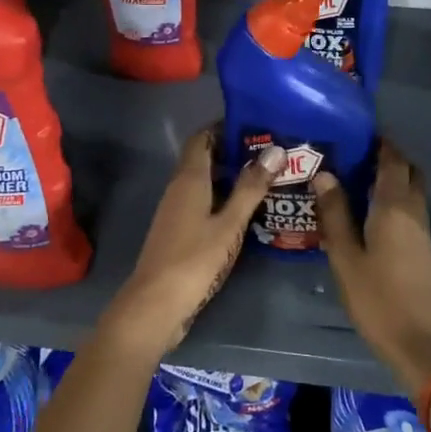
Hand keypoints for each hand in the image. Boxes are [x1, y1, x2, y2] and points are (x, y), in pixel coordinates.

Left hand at [105, 126, 281, 358]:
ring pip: (205, 182)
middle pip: (205, 159)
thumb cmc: (194, 259)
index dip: (225, 127)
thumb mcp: (229, 224)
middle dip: (235, 152)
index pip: (202, 138)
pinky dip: (223, 199)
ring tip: (267, 179)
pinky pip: (202, 203)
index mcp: (189, 179)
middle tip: (272, 154)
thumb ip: (251, 188)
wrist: (155, 305)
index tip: (256, 126)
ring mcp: (176, 211)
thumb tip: (275, 150)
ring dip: (231, 177)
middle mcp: (179, 189)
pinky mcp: (178, 232)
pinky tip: (246, 211)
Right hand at [311, 141, 430, 395]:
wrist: (415, 340)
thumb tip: (324, 174)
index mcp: (394, 207)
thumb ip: (334, 213)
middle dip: (388, 157)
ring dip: (393, 177)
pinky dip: (395, 197)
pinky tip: (370, 209)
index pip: (392, 161)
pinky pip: (411, 207)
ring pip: (412, 189)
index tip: (358, 132)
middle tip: (356, 154)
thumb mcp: (345, 256)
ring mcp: (422, 229)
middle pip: (408, 171)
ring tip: (358, 178)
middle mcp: (414, 211)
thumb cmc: (375, 297)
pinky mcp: (423, 246)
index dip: (380, 143)